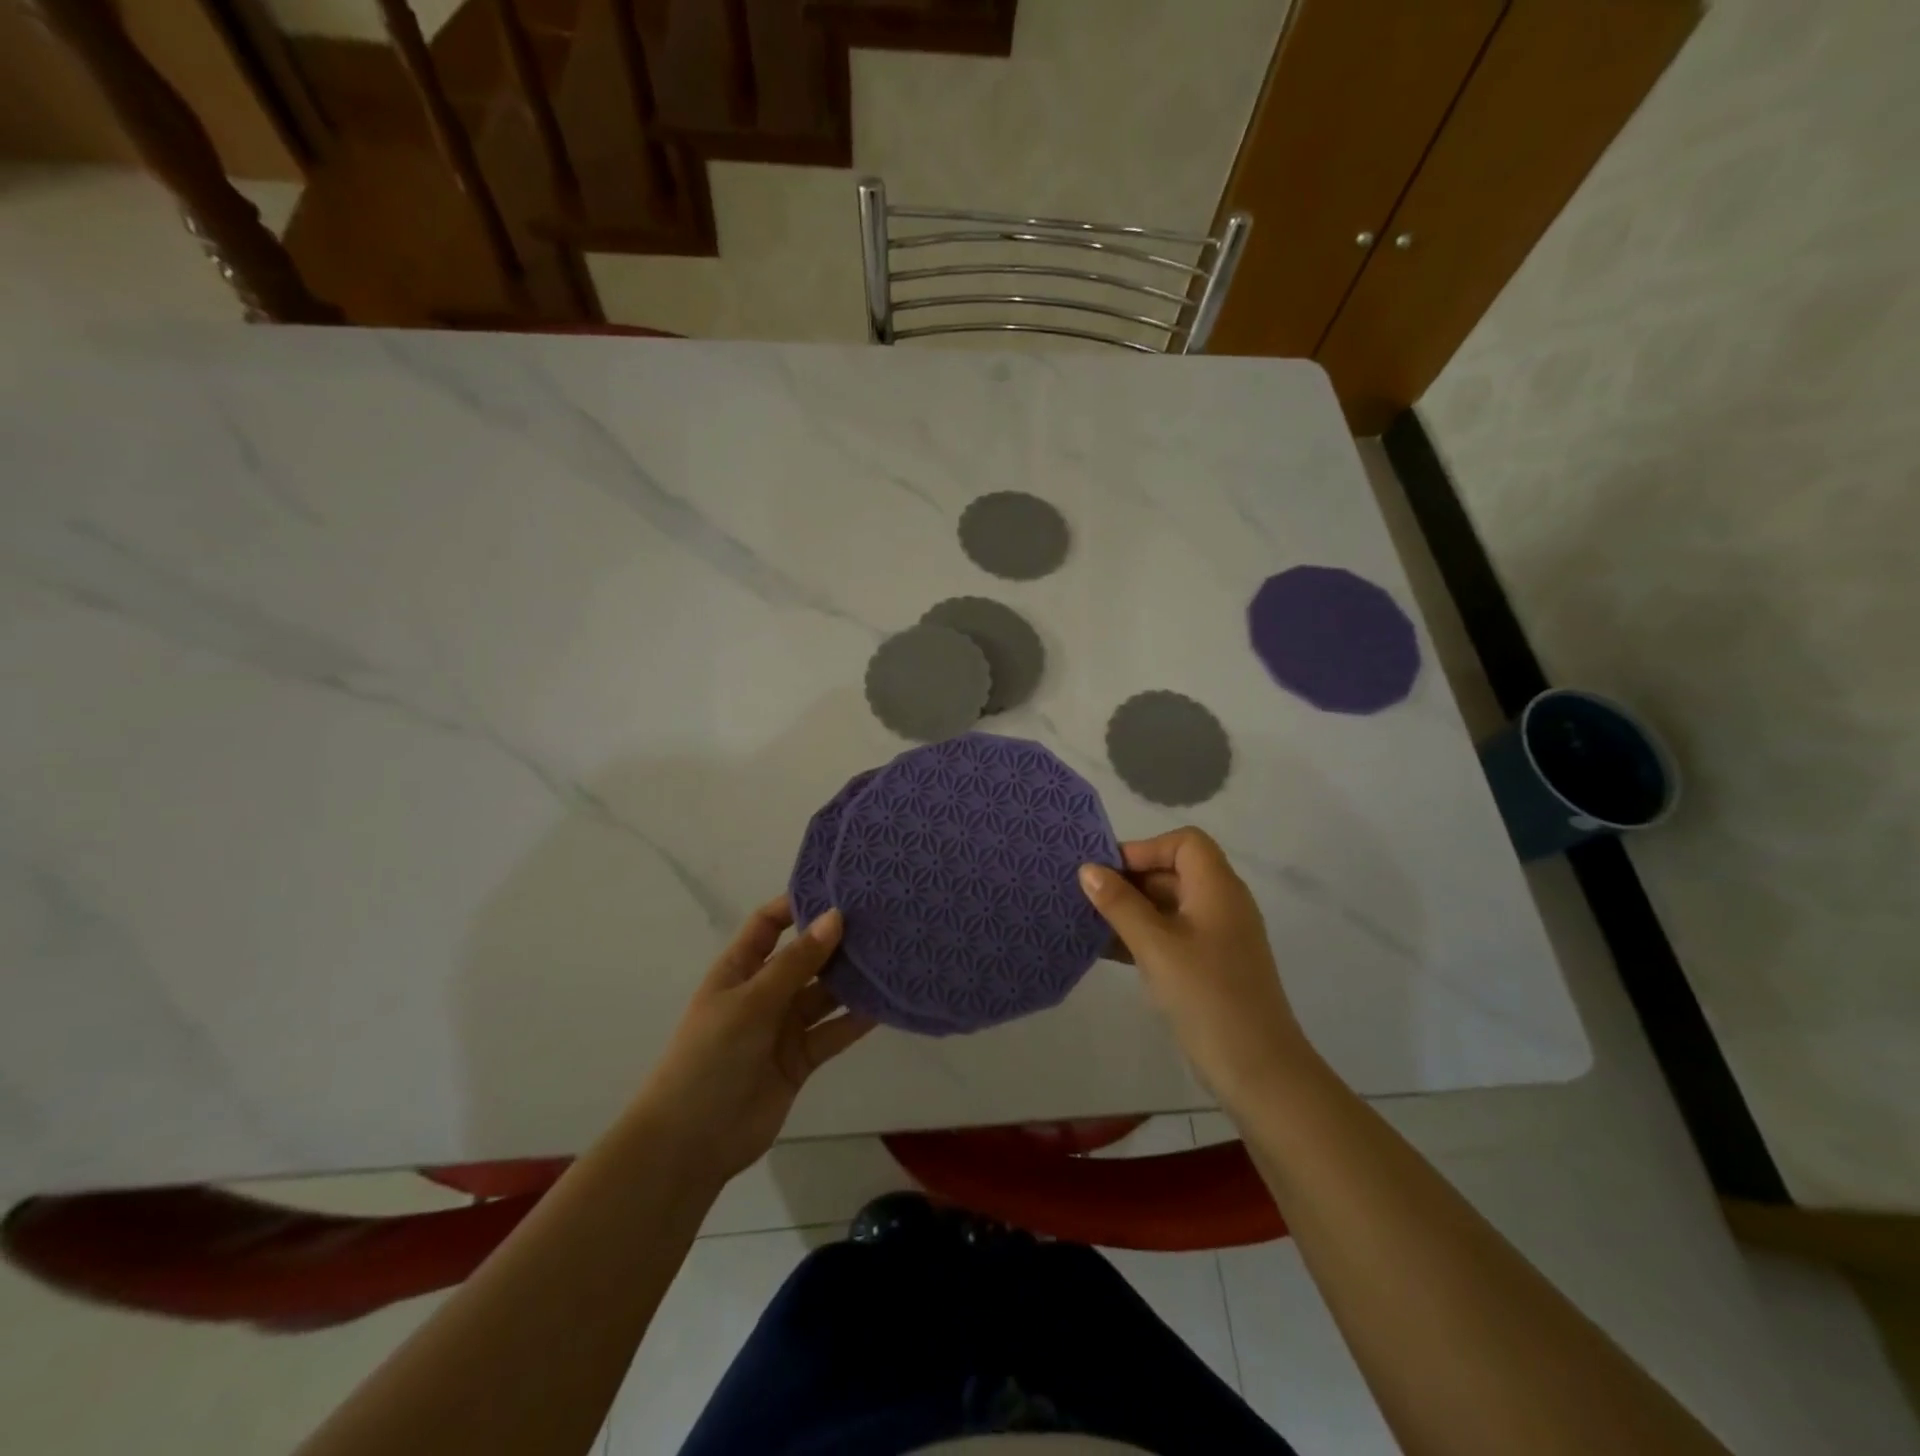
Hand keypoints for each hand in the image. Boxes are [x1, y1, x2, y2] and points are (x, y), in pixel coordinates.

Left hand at [636, 899, 874, 1186]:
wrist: (691, 1144)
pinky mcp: (801, 1059)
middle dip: (837, 940)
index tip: (839, 889)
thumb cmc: (710, 1058)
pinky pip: (834, 1031)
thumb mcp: (751, 1002)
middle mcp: (764, 991)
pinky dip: (857, 1019)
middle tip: (882, 919)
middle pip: (805, 957)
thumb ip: (797, 963)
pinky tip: (888, 1002)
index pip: (769, 924)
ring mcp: (783, 1026)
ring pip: (825, 994)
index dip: (798, 905)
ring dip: (853, 979)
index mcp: (739, 969)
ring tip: (893, 954)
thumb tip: (836, 916)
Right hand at [1080, 828, 1307, 1106]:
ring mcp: (1217, 937)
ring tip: (1088, 922)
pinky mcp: (1209, 966)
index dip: (1145, 849)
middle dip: (1130, 880)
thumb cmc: (1207, 996)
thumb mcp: (1156, 946)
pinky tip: (1106, 950)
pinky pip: (1170, 936)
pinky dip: (1141, 936)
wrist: (1258, 1071)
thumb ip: (1120, 904)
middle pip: (1173, 872)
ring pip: (1168, 906)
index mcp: (1217, 888)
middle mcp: (1221, 904)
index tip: (1108, 873)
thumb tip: (1088, 869)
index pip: (1184, 843)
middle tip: (1087, 897)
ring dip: (1130, 910)